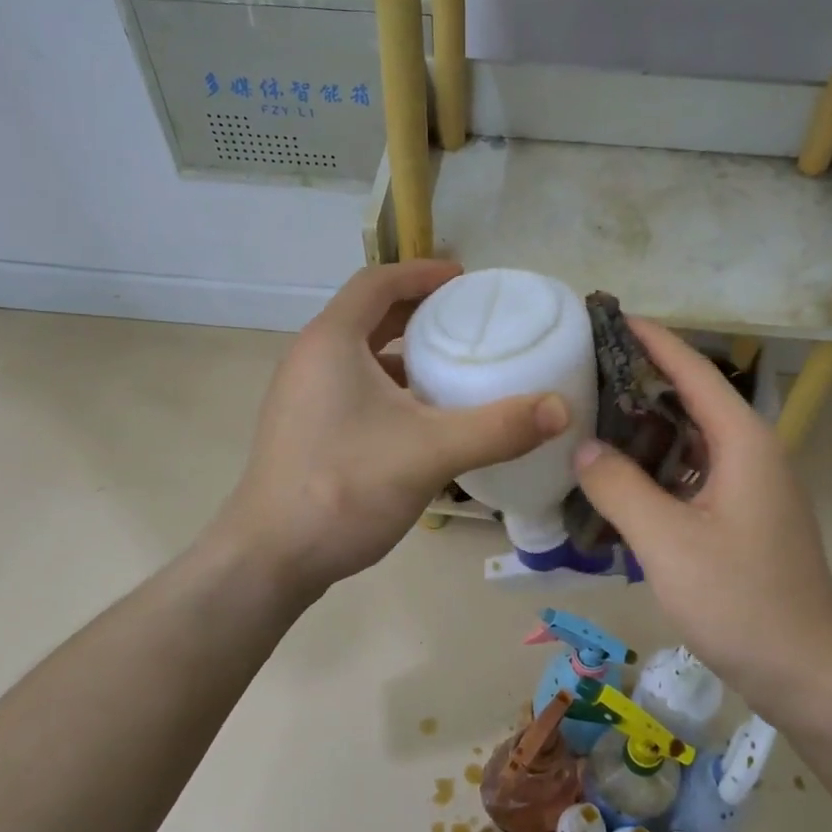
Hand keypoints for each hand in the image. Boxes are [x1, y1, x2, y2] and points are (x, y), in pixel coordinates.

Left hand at [218, 261, 570, 593]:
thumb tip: (561, 408)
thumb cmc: (344, 488)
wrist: (270, 558)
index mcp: (331, 342)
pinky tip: (423, 421)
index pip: (377, 282)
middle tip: (468, 323)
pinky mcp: (305, 431)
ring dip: (405, 355)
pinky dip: (391, 390)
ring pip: (361, 358)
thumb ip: (498, 428)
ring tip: (453, 368)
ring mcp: (303, 398)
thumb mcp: (430, 453)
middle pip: (369, 316)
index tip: (465, 280)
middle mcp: (310, 359)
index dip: (422, 273)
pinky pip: (354, 390)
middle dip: (419, 313)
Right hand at [571, 321, 831, 719]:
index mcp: (743, 444)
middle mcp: (754, 455)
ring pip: (694, 443)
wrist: (807, 672)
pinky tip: (623, 484)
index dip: (654, 342)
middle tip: (587, 376)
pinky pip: (697, 476)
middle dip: (643, 385)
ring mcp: (754, 489)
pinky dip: (660, 470)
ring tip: (594, 424)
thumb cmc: (739, 600)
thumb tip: (583, 448)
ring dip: (649, 432)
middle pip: (694, 402)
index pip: (694, 373)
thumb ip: (619, 487)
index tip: (613, 317)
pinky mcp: (747, 520)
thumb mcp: (666, 542)